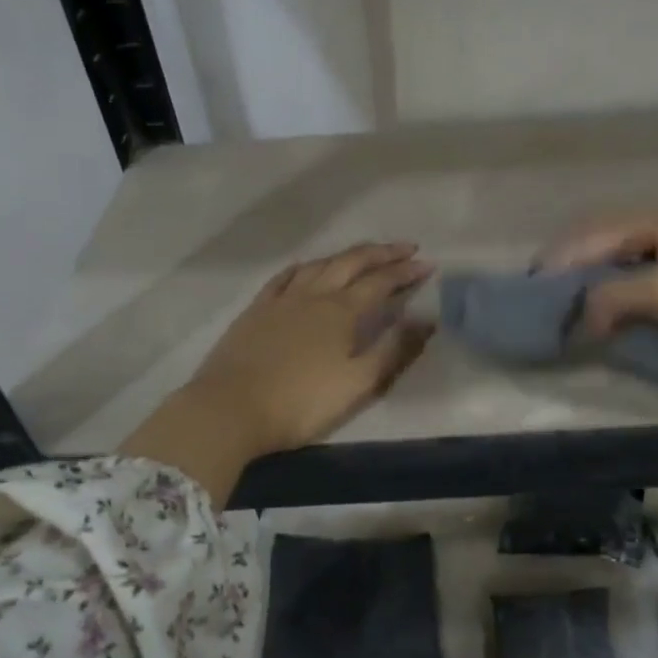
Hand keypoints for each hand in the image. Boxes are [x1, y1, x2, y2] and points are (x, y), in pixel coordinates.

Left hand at [186, 242, 435, 454]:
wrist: (230, 409)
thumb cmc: (300, 402)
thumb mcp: (357, 383)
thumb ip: (393, 350)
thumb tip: (426, 319)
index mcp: (341, 312)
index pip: (381, 282)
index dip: (406, 272)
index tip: (428, 264)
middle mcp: (314, 295)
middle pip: (351, 263)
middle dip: (381, 253)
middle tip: (405, 248)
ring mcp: (281, 300)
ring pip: (319, 264)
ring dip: (346, 255)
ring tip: (364, 255)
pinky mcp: (256, 310)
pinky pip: (284, 277)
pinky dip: (304, 267)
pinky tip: (308, 268)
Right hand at [538, 206, 657, 363]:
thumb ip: (614, 296)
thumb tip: (583, 317)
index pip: (590, 235)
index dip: (557, 261)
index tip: (528, 288)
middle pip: (603, 241)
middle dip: (570, 268)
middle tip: (543, 298)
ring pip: (622, 260)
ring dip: (594, 283)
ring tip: (570, 308)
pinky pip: (642, 279)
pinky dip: (619, 294)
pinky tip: (611, 314)